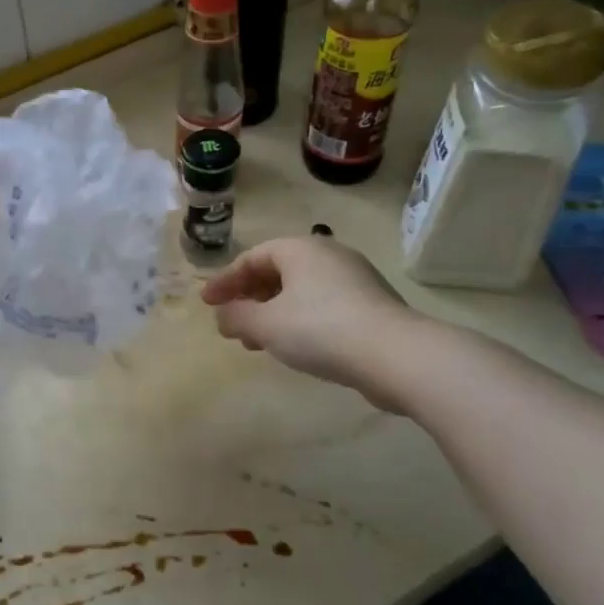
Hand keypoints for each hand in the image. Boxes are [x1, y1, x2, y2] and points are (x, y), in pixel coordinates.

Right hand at [201, 235, 430, 411]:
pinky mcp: (371, 304)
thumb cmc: (320, 329)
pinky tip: (294, 346)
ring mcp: (354, 278)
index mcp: (300, 249)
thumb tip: (223, 316)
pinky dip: (299, 320)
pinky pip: (323, 305)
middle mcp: (328, 254)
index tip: (207, 304)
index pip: (252, 258)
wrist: (396, 355)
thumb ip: (237, 317)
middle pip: (277, 271)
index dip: (225, 281)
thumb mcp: (266, 325)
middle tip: (232, 322)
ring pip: (300, 290)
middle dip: (249, 297)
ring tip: (258, 342)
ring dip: (273, 312)